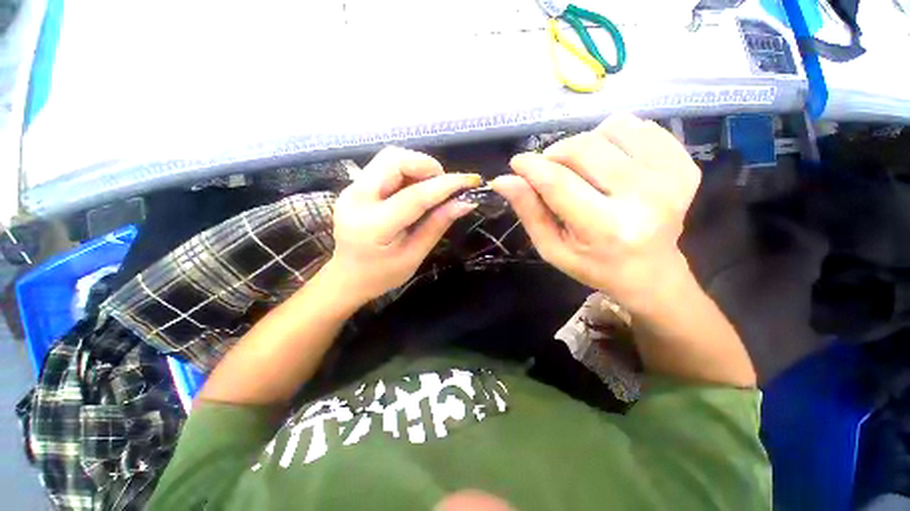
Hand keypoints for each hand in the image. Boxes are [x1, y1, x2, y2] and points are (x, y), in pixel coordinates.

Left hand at [324, 147, 480, 306]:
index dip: (446, 185)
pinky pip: (385, 166)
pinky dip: (407, 172)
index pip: (415, 196)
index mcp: (373, 225)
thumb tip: (465, 202)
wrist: (347, 277)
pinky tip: (416, 190)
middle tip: (444, 187)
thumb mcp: (414, 256)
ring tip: (431, 189)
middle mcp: (356, 198)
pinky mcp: (354, 186)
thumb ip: (437, 225)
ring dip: (418, 167)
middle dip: (427, 167)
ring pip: (390, 157)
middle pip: (395, 160)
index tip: (471, 181)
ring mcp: (352, 189)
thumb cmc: (382, 275)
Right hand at [490, 114, 700, 313]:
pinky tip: (611, 163)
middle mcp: (644, 199)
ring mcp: (671, 177)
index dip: (531, 167)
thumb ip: (529, 212)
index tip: (517, 163)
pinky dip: (614, 137)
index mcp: (606, 229)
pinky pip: (639, 127)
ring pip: (611, 129)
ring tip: (583, 169)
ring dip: (585, 144)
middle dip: (555, 154)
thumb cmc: (594, 265)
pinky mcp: (685, 164)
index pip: (558, 183)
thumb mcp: (552, 248)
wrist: (652, 273)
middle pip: (584, 149)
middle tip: (549, 170)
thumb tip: (503, 180)